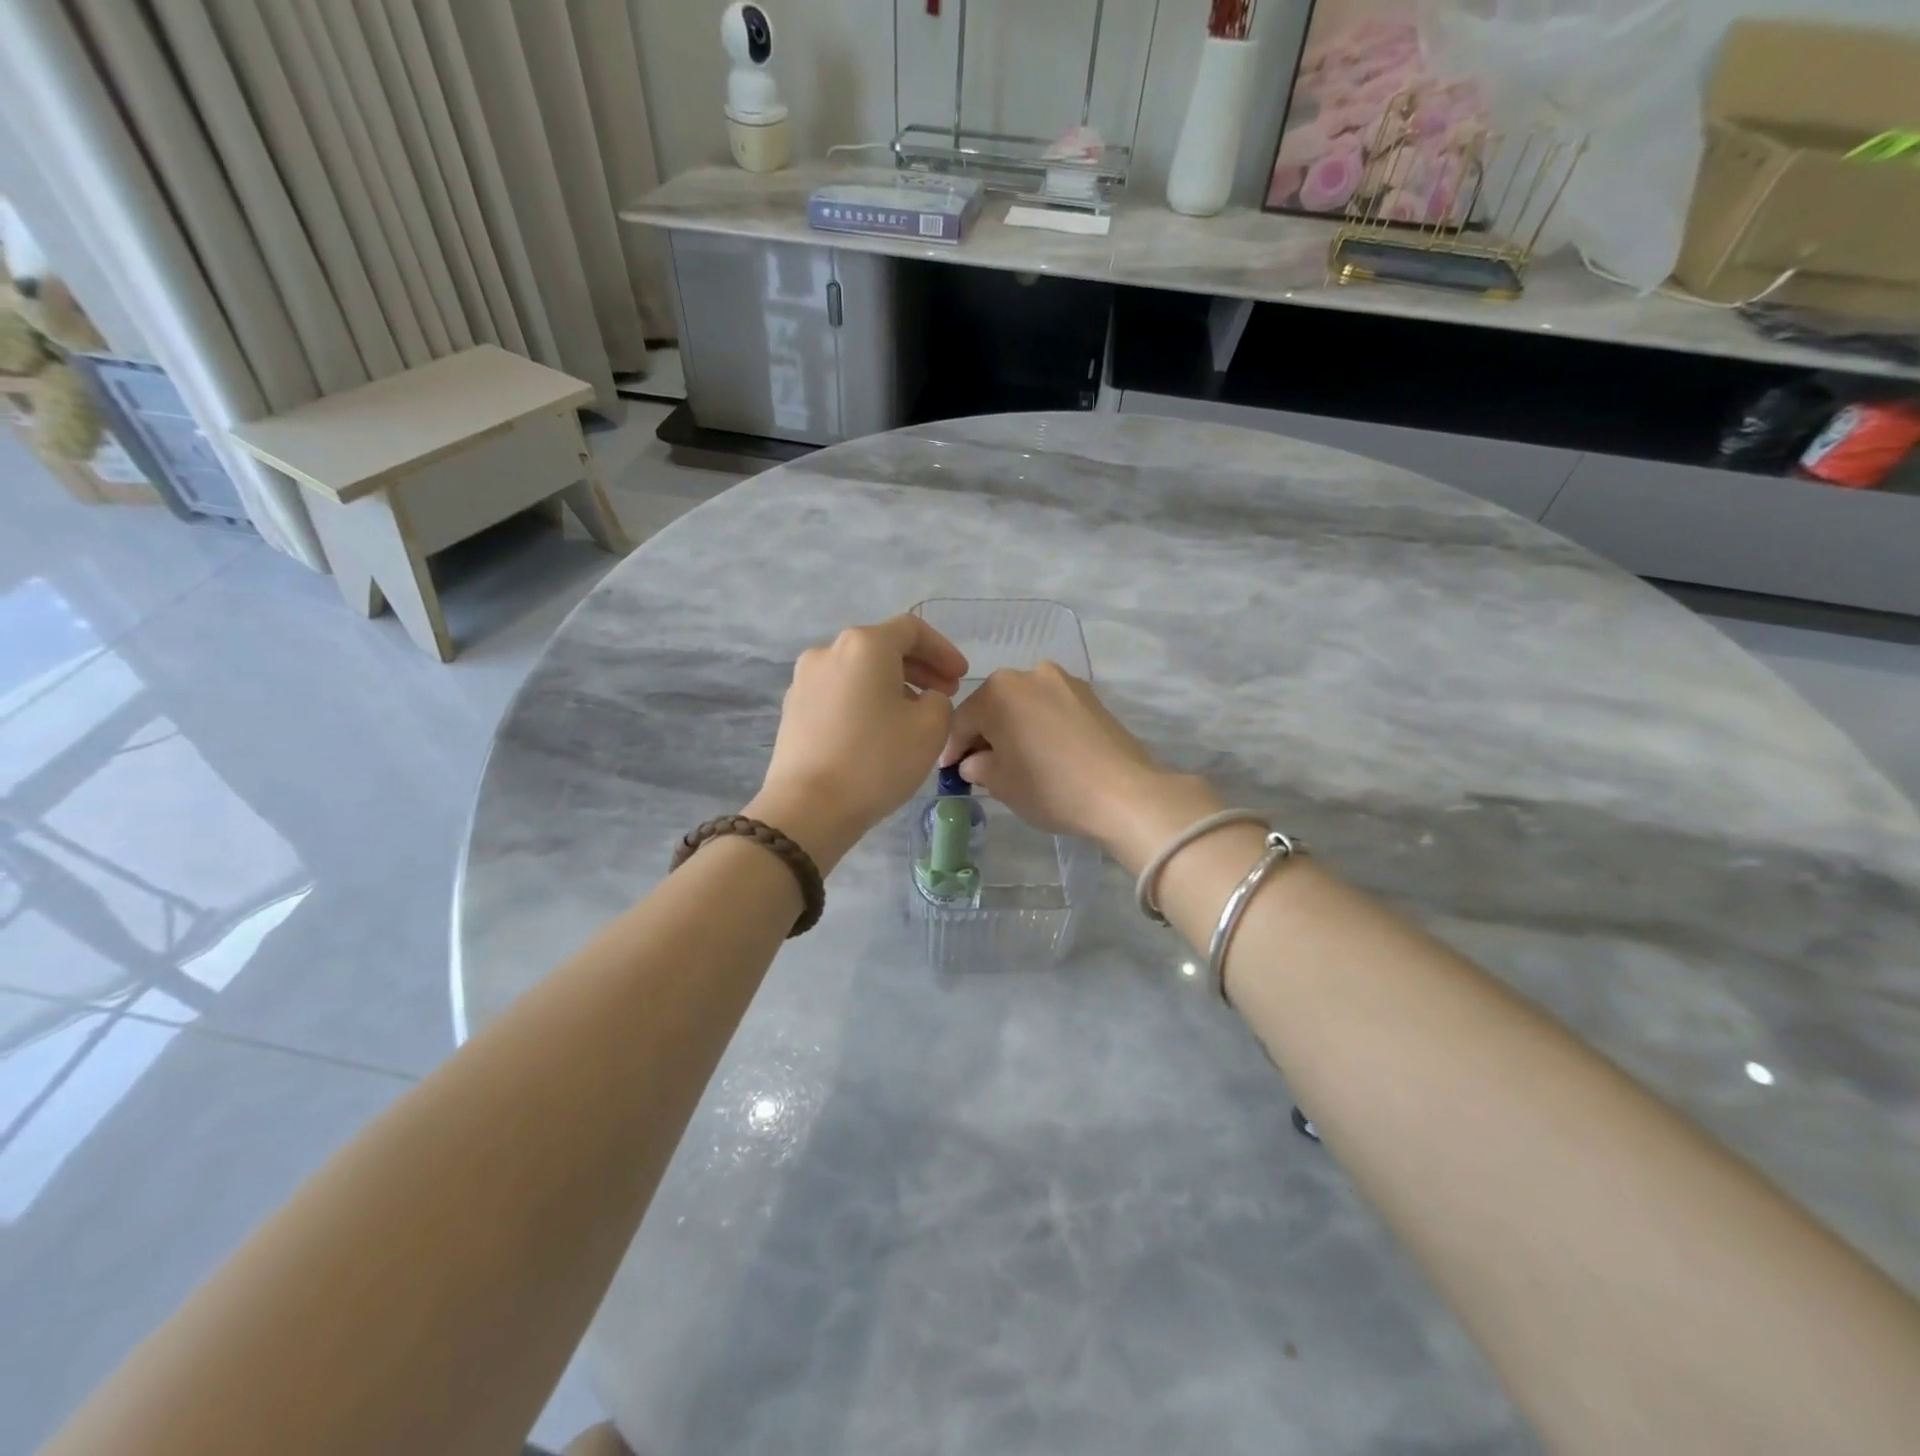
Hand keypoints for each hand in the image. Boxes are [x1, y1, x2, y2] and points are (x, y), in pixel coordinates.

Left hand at [748, 615, 967, 872]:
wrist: (808, 808)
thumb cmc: (876, 761)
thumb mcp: (931, 729)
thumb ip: (940, 701)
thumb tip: (923, 700)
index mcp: (864, 645)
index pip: (912, 630)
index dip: (943, 650)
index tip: (961, 676)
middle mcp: (829, 651)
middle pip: (882, 647)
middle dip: (919, 668)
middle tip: (945, 694)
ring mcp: (805, 680)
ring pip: (859, 672)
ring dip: (892, 685)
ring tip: (914, 716)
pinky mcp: (793, 709)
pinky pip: (839, 693)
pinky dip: (865, 701)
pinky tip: (877, 731)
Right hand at [940, 664, 1220, 868]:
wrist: (1123, 792)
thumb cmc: (1049, 787)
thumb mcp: (1000, 784)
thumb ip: (977, 766)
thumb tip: (975, 761)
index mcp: (999, 690)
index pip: (963, 720)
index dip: (953, 748)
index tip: (950, 772)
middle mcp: (1030, 674)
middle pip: (994, 706)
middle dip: (984, 735)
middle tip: (980, 766)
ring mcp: (1064, 681)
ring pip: (1024, 705)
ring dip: (1014, 728)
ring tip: (1016, 760)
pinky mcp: (1091, 696)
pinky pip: (1052, 709)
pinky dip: (1041, 727)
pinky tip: (1046, 753)